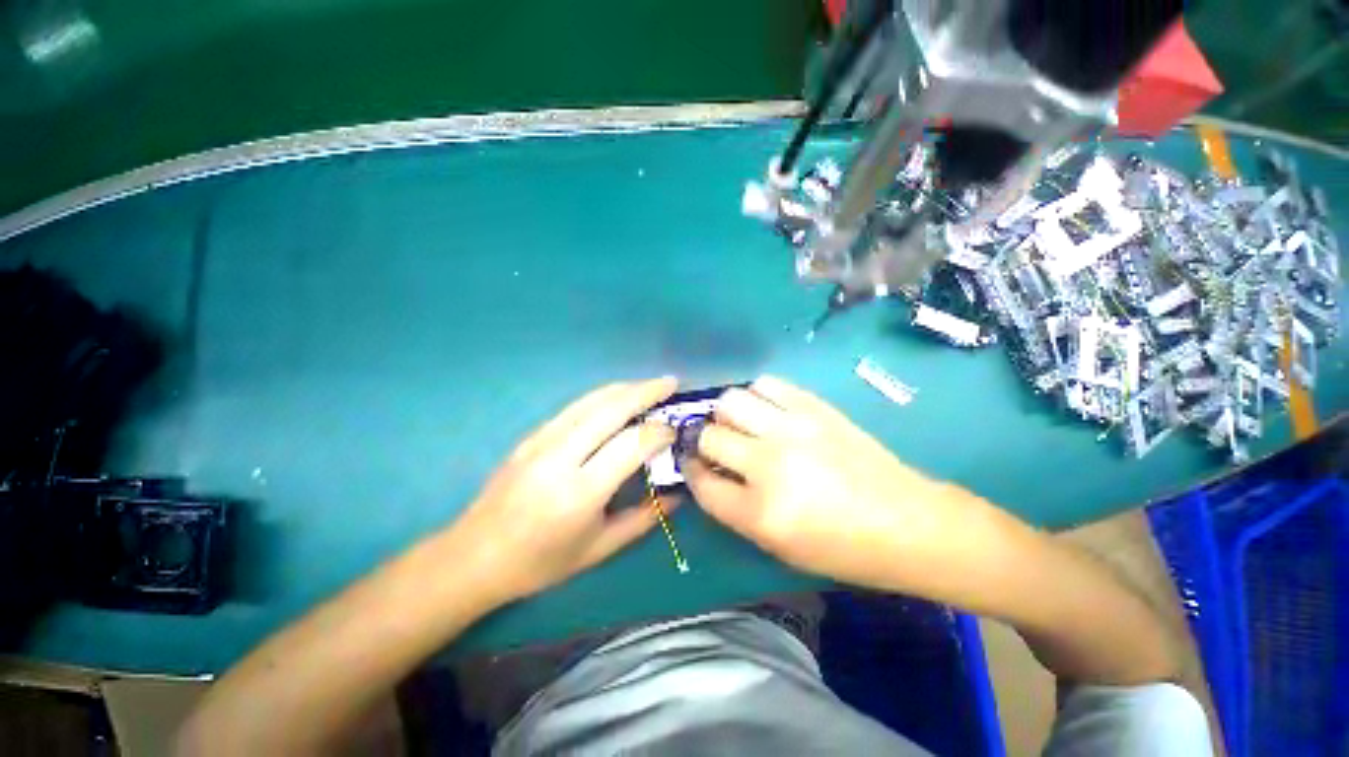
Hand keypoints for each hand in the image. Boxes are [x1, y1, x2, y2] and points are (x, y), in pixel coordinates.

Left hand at [450, 378, 677, 602]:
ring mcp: (541, 440)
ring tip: (651, 385)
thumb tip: (678, 494)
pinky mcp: (531, 435)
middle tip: (672, 383)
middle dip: (647, 392)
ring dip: (625, 388)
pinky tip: (617, 397)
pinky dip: (603, 396)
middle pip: (611, 409)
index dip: (659, 432)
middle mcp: (560, 457)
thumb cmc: (541, 562)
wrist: (474, 556)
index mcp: (580, 492)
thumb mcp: (600, 548)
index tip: (676, 432)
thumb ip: (645, 518)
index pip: (631, 444)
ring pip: (591, 400)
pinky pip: (575, 406)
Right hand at [685, 376, 1003, 593]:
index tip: (694, 465)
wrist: (907, 522)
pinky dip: (756, 395)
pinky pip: (766, 384)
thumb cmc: (843, 548)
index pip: (702, 481)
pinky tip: (765, 409)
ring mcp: (793, 429)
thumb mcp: (779, 547)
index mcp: (761, 511)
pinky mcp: (814, 407)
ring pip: (731, 401)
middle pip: (709, 435)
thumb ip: (735, 509)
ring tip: (740, 424)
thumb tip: (710, 472)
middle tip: (716, 445)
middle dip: (703, 441)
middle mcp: (770, 463)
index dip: (692, 471)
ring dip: (727, 414)